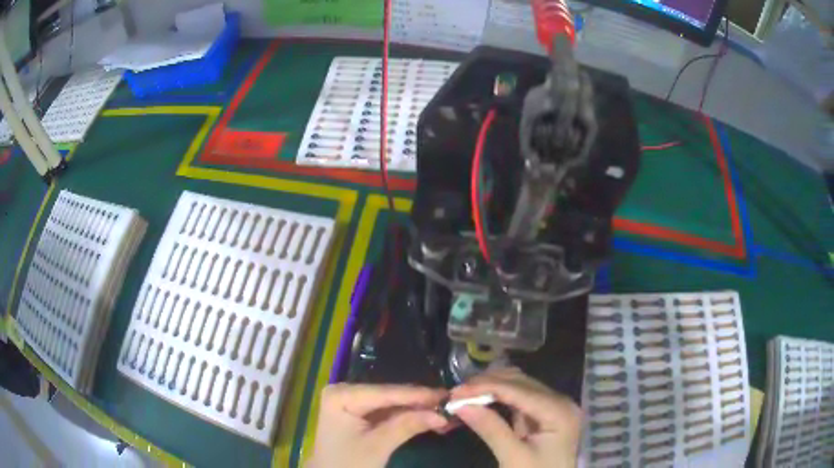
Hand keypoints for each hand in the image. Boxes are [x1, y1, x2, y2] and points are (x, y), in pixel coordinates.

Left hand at [307, 383, 448, 467]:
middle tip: (450, 405)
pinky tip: (427, 416)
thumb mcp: (377, 447)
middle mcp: (345, 391)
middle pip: (389, 395)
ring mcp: (351, 401)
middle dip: (419, 402)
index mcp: (341, 395)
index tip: (447, 395)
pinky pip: (386, 411)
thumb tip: (441, 414)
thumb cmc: (348, 464)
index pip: (385, 393)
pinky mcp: (358, 412)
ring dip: (416, 409)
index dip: (418, 395)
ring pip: (391, 403)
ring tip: (444, 410)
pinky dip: (406, 416)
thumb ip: (407, 426)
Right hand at [451, 367, 581, 467]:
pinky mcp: (545, 414)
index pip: (518, 389)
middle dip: (487, 384)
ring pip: (519, 385)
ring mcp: (554, 406)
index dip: (485, 387)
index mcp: (559, 411)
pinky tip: (481, 400)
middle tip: (456, 393)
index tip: (455, 392)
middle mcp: (560, 401)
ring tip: (465, 395)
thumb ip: (491, 429)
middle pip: (520, 382)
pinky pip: (520, 397)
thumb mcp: (513, 457)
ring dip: (491, 387)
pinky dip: (499, 396)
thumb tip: (461, 405)